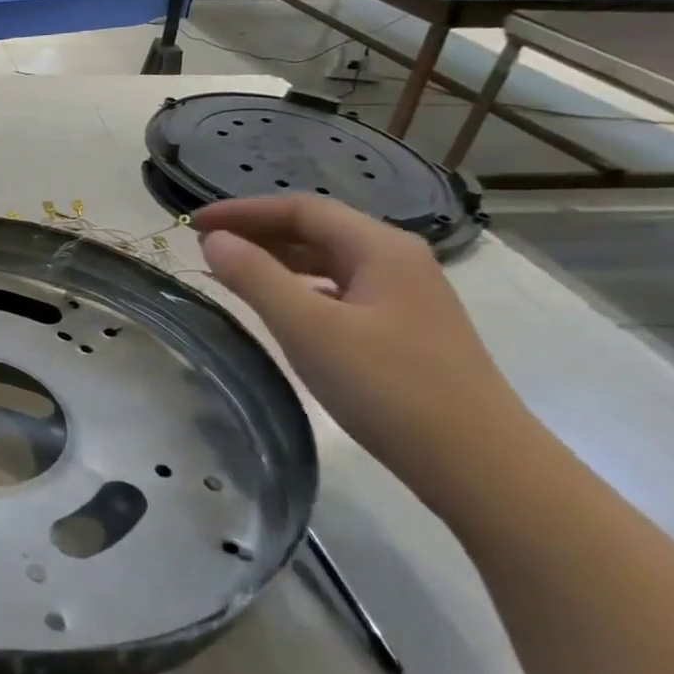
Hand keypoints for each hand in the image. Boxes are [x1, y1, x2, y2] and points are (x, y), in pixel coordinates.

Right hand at [195, 196, 536, 510]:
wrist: (479, 464)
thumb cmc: (388, 387)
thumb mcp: (308, 328)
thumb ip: (255, 277)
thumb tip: (214, 240)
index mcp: (381, 248)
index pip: (302, 209)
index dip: (244, 210)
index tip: (194, 224)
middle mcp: (398, 261)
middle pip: (317, 230)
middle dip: (258, 232)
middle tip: (206, 246)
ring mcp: (405, 297)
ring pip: (329, 262)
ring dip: (277, 260)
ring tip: (230, 272)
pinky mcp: (404, 331)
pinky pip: (339, 291)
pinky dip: (299, 289)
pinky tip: (278, 308)